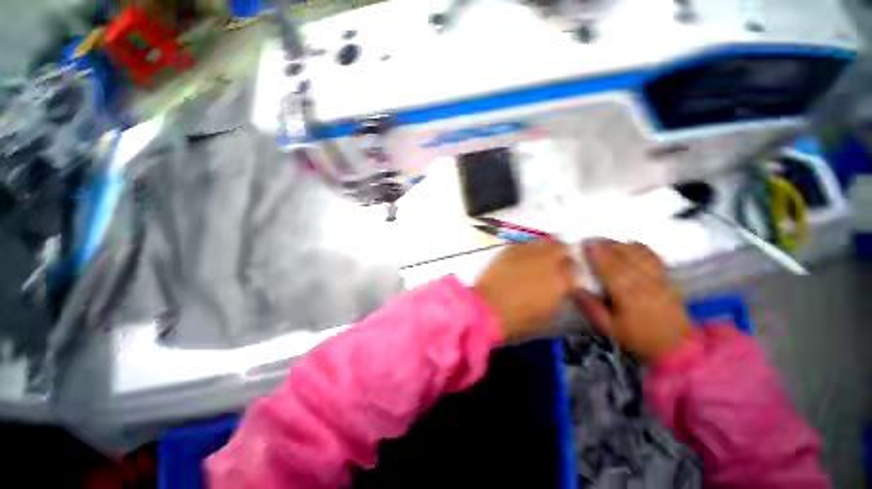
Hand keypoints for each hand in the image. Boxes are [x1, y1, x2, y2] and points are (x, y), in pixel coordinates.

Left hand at [474, 240, 576, 342]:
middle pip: (561, 247)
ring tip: (538, 259)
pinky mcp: (509, 249)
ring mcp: (527, 252)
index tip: (567, 276)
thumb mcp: (548, 314)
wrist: (486, 309)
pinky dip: (527, 249)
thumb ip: (560, 295)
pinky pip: (525, 244)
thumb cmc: (518, 320)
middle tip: (555, 263)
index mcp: (561, 281)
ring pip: (543, 242)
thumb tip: (562, 284)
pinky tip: (521, 259)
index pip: (576, 268)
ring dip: (545, 249)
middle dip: (561, 254)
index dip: (572, 271)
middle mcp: (547, 261)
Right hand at [575, 240, 691, 362]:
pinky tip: (631, 242)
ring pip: (639, 256)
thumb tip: (576, 289)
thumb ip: (592, 308)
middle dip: (607, 246)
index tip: (586, 245)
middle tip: (592, 239)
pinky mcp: (666, 278)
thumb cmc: (638, 337)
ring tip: (608, 240)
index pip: (611, 270)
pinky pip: (654, 258)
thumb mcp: (609, 328)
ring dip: (622, 245)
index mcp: (628, 297)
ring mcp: (657, 279)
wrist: (676, 346)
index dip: (598, 256)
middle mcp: (644, 284)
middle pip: (625, 259)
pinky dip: (642, 248)